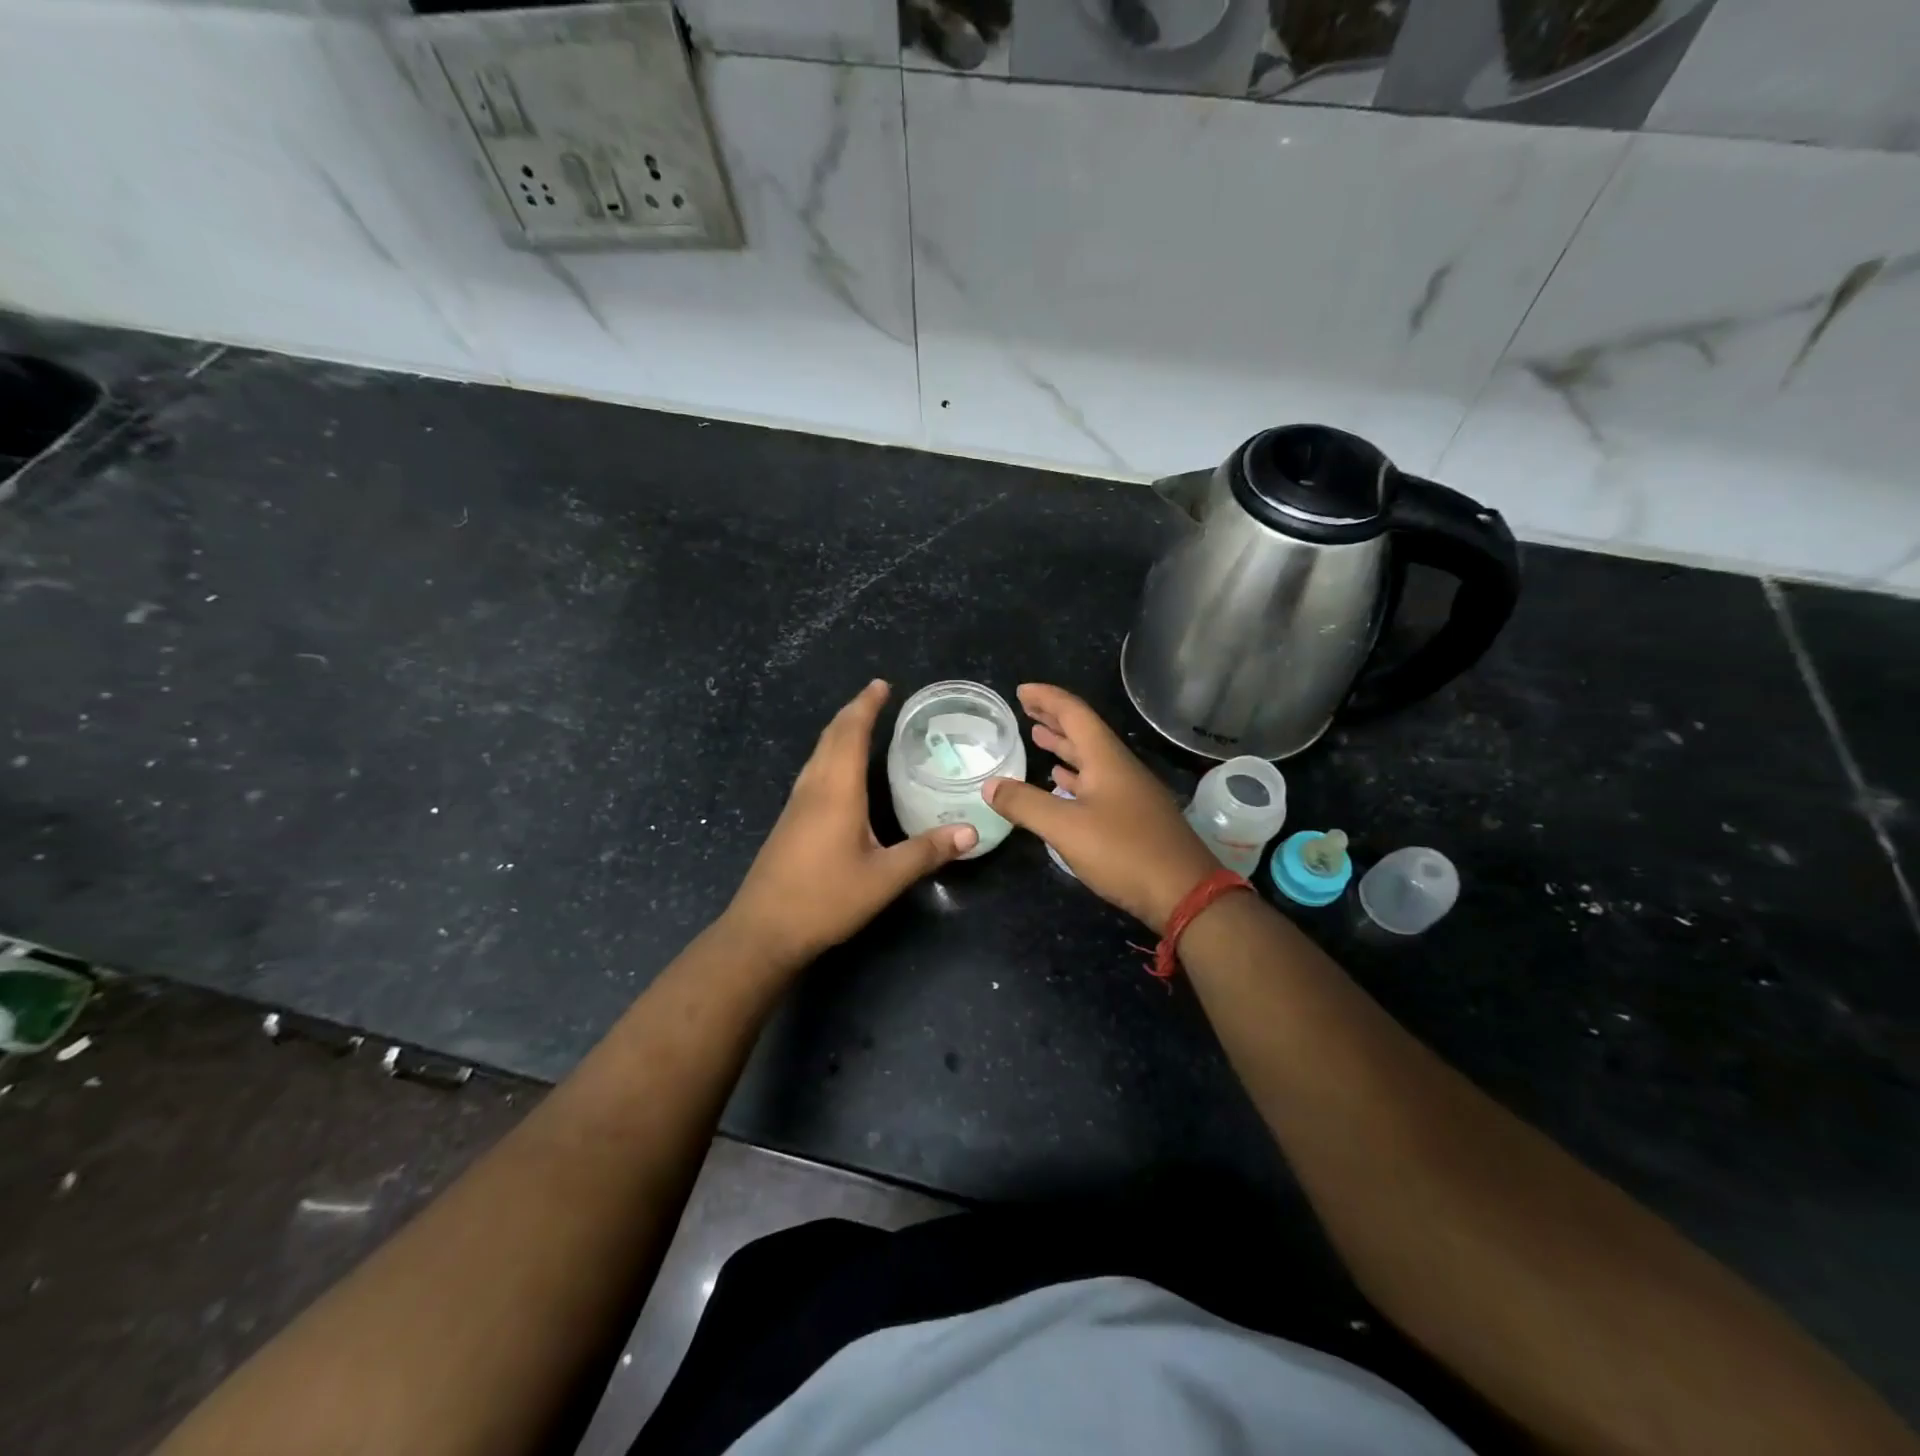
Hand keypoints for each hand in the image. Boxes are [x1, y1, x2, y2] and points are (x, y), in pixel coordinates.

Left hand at [726, 679, 977, 967]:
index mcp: (836, 790)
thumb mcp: (884, 878)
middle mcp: (813, 788)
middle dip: (853, 712)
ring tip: (861, 724)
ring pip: (818, 753)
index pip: (851, 733)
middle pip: (831, 736)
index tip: (882, 685)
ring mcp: (796, 804)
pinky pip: (813, 771)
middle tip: (877, 697)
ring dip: (839, 731)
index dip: (866, 705)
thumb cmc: (825, 899)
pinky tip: (840, 772)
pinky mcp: (789, 821)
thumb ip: (927, 852)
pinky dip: (831, 754)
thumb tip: (970, 831)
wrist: (763, 930)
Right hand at [982, 683, 1219, 932]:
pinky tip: (1062, 782)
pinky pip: (1097, 783)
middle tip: (1026, 710)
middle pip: (1084, 732)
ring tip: (1038, 738)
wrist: (1184, 893)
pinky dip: (1074, 776)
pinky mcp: (1133, 818)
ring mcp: (1129, 793)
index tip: (1021, 690)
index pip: (1074, 713)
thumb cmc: (1125, 852)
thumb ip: (1025, 804)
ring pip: (1091, 758)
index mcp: (1106, 759)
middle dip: (1054, 718)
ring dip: (1064, 746)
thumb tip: (990, 785)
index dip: (1047, 699)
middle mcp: (1119, 768)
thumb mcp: (1066, 828)